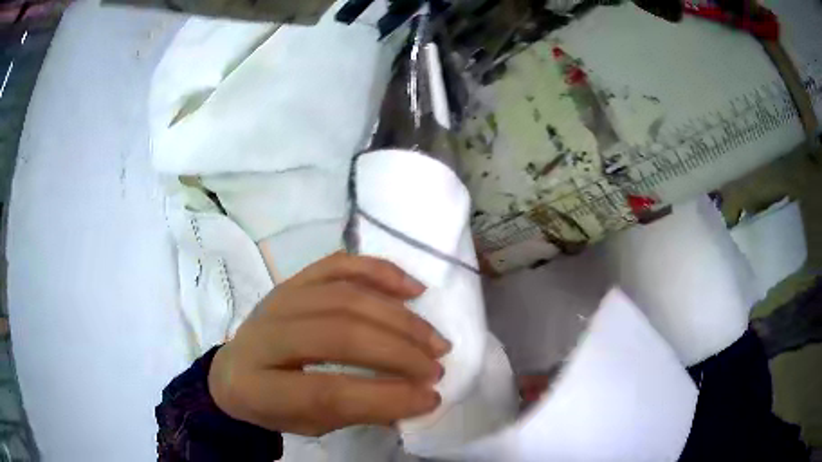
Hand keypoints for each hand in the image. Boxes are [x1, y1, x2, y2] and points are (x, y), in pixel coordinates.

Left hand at [208, 252, 450, 436]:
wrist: (235, 371)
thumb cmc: (273, 405)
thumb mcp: (309, 424)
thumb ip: (359, 411)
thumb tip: (419, 397)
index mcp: (258, 386)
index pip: (328, 392)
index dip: (385, 396)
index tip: (431, 396)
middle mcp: (264, 335)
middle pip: (339, 335)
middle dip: (399, 353)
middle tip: (435, 367)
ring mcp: (277, 299)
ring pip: (345, 298)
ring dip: (398, 319)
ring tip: (434, 339)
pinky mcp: (292, 279)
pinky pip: (339, 265)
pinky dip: (379, 273)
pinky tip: (412, 289)